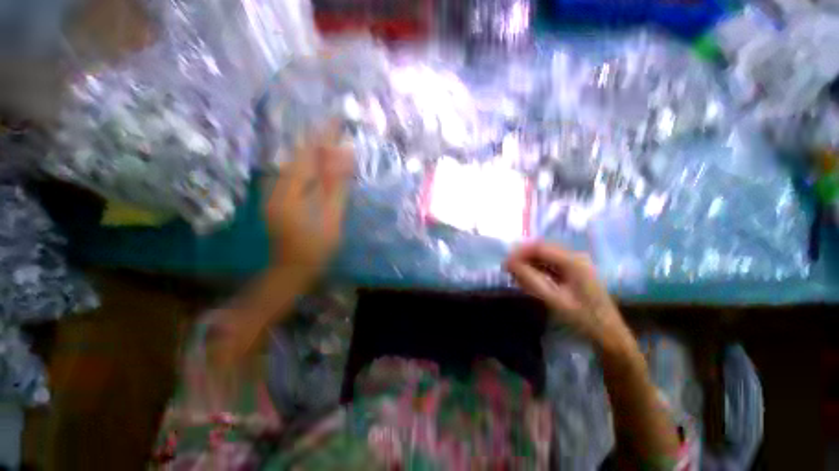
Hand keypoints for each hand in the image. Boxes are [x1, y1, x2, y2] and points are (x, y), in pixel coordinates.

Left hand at [264, 123, 352, 281]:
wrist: (291, 270)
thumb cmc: (316, 247)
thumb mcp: (331, 216)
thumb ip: (337, 186)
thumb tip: (344, 156)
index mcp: (289, 190)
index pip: (308, 154)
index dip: (323, 136)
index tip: (337, 119)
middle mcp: (276, 185)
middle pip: (299, 156)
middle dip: (318, 140)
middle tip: (337, 127)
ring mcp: (275, 193)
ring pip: (295, 164)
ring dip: (314, 151)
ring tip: (331, 140)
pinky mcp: (279, 199)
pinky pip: (294, 175)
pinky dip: (309, 166)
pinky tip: (320, 164)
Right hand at [505, 242, 628, 347]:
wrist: (609, 335)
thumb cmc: (583, 319)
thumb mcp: (554, 299)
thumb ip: (530, 279)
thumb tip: (509, 264)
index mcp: (573, 261)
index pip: (539, 247)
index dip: (519, 253)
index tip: (504, 264)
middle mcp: (574, 257)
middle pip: (542, 249)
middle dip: (522, 257)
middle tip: (507, 270)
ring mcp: (575, 264)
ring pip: (544, 257)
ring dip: (528, 263)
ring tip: (515, 275)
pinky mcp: (573, 272)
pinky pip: (550, 265)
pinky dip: (536, 269)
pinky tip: (528, 278)